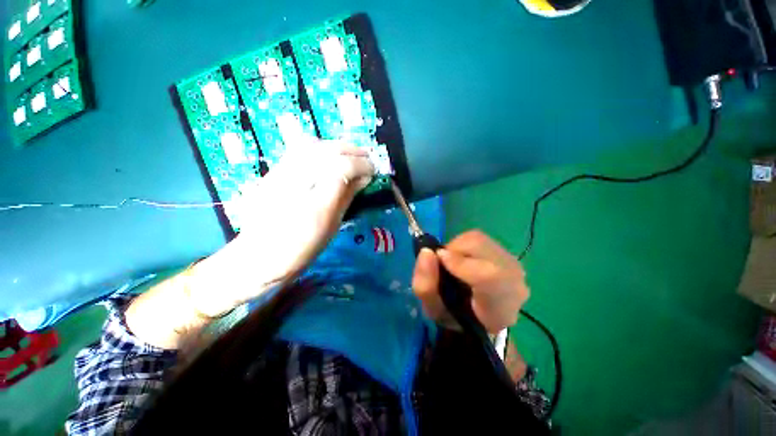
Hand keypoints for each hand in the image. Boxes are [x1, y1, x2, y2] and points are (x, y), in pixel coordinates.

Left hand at [127, 139, 374, 348]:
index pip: (342, 168)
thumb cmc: (300, 247)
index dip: (361, 165)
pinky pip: (299, 149)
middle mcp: (295, 182)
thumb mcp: (331, 225)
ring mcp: (280, 173)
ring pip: (312, 144)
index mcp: (314, 202)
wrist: (258, 255)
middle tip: (366, 158)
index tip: (373, 169)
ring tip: (351, 153)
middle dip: (352, 151)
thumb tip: (363, 177)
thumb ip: (347, 197)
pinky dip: (320, 147)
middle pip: (327, 151)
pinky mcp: (273, 171)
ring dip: (336, 146)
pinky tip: (329, 155)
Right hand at [411, 230, 528, 333]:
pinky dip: (464, 245)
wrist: (480, 319)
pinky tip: (463, 259)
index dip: (460, 263)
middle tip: (443, 263)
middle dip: (453, 250)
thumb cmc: (456, 317)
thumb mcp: (433, 310)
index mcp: (499, 309)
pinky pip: (481, 239)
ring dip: (458, 247)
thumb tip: (426, 252)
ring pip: (478, 239)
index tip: (439, 260)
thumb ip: (425, 285)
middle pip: (480, 247)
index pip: (489, 277)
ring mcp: (513, 265)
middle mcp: (514, 282)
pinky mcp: (508, 253)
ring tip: (452, 262)